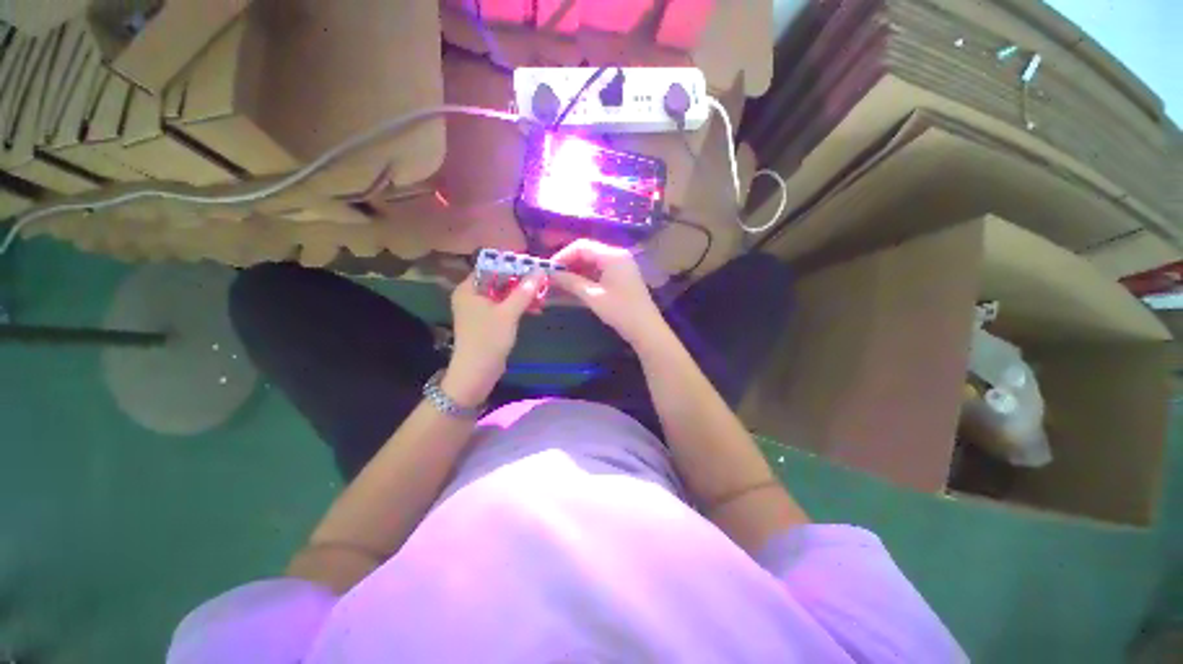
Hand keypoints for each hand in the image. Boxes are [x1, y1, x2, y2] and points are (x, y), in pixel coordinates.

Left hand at [443, 269, 546, 405]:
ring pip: (504, 294)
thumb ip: (524, 291)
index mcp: (469, 288)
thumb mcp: (508, 313)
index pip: (491, 266)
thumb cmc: (488, 339)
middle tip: (541, 280)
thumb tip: (540, 271)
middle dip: (521, 281)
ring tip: (542, 296)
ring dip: (522, 295)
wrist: (477, 372)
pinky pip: (504, 306)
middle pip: (499, 280)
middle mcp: (471, 295)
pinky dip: (518, 306)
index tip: (533, 264)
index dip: (512, 264)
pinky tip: (535, 309)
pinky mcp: (487, 321)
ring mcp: (479, 309)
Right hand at [551, 239, 667, 346]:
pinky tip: (576, 287)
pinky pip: (600, 271)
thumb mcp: (593, 296)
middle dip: (569, 263)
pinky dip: (587, 277)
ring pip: (593, 262)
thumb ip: (571, 282)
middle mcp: (617, 255)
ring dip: (577, 271)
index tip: (549, 270)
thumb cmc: (620, 311)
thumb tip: (552, 274)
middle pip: (588, 252)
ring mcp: (621, 266)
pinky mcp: (622, 277)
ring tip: (561, 284)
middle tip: (553, 278)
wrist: (646, 329)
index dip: (563, 256)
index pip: (582, 246)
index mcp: (612, 256)